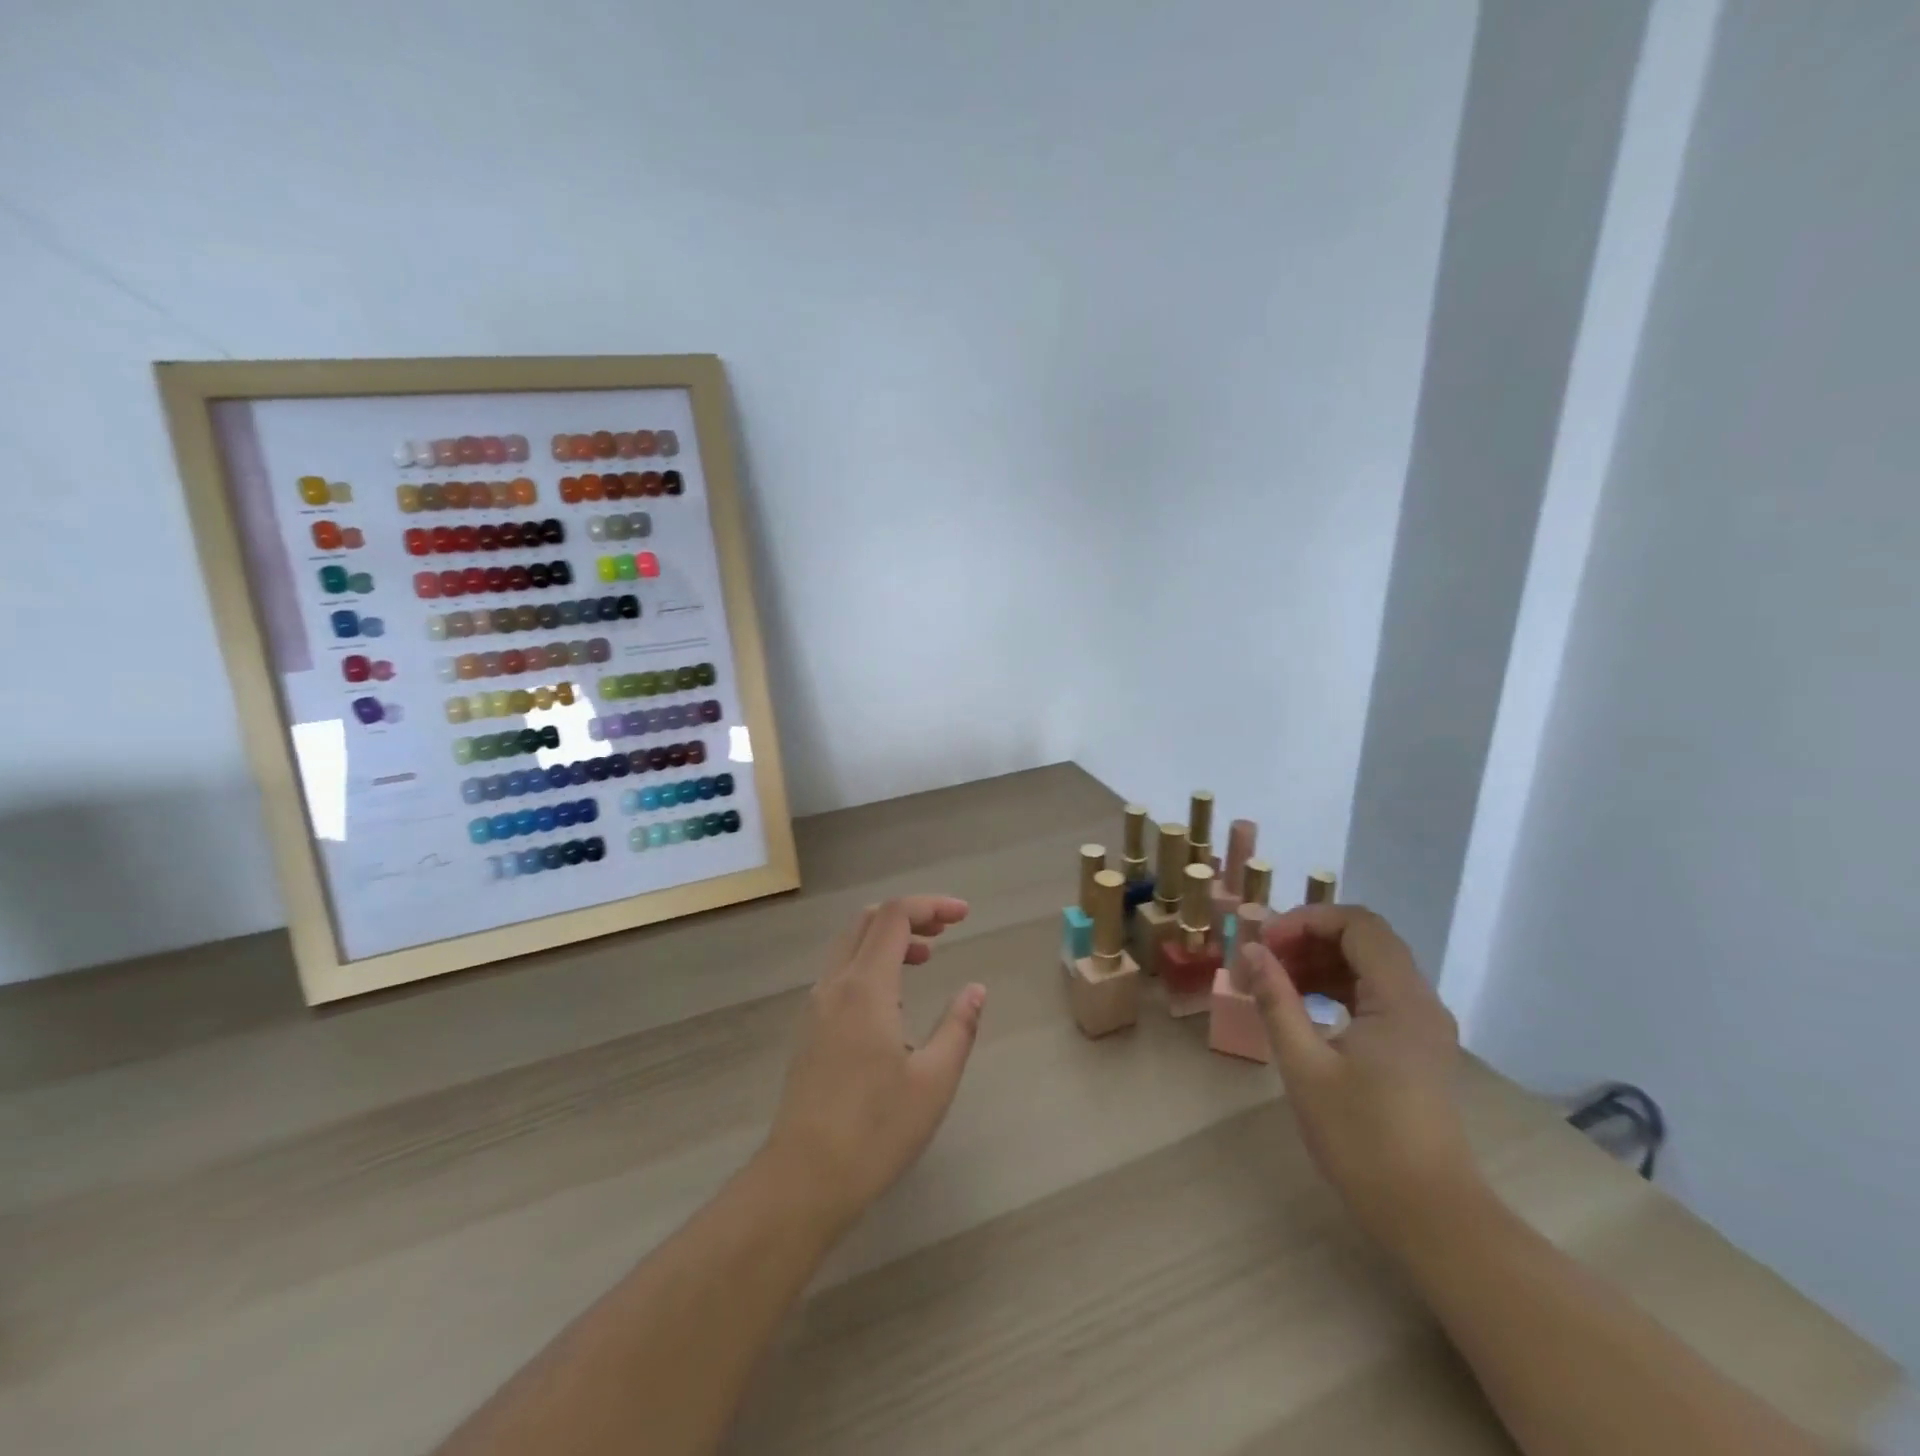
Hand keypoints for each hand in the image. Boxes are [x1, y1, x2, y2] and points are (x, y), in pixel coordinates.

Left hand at [762, 896, 985, 1227]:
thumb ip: (958, 1026)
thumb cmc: (876, 1130)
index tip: (964, 916)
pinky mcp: (808, 1029)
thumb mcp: (934, 1080)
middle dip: (909, 915)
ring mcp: (816, 1007)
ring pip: (849, 944)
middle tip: (945, 932)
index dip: (931, 905)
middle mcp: (835, 985)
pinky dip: (869, 961)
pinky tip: (893, 998)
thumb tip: (975, 989)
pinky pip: (840, 971)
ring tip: (925, 958)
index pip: (895, 916)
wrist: (803, 1179)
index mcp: (866, 988)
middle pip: (868, 921)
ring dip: (887, 938)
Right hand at [1241, 904, 1479, 1245]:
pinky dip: (1338, 988)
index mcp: (1400, 999)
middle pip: (1365, 940)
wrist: (1429, 1216)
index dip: (1306, 921)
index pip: (1357, 924)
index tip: (1264, 944)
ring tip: (1276, 983)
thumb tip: (1251, 950)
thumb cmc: (1362, 1140)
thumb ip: (1276, 1000)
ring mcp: (1423, 1026)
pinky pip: (1376, 994)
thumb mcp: (1305, 1066)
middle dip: (1309, 939)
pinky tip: (1306, 1008)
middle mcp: (1420, 1001)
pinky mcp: (1417, 1048)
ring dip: (1321, 962)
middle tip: (1264, 962)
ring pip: (1370, 966)